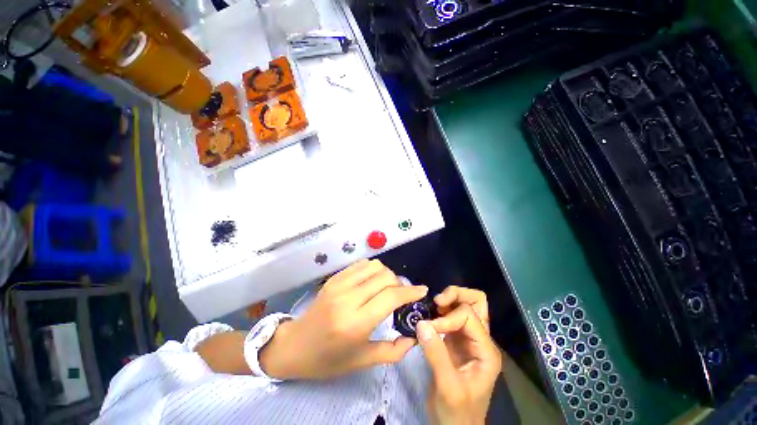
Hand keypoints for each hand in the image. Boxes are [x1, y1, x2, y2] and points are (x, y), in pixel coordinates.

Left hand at [260, 259, 427, 379]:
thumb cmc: (328, 359)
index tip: (422, 290)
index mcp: (355, 323)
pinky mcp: (334, 278)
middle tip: (402, 295)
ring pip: (374, 266)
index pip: (391, 297)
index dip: (410, 291)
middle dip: (400, 283)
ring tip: (387, 287)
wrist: (294, 345)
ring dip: (386, 274)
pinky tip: (372, 281)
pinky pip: (360, 264)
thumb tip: (414, 338)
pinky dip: (372, 269)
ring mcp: (339, 284)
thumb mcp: (361, 362)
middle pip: (385, 277)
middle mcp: (348, 299)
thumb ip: (392, 352)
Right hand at [418, 289, 500, 424]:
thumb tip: (421, 323)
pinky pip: (452, 315)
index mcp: (486, 350)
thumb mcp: (448, 387)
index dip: (448, 318)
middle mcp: (480, 339)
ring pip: (465, 304)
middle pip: (476, 302)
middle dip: (456, 295)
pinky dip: (441, 310)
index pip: (469, 316)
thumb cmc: (457, 414)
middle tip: (437, 302)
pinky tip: (431, 317)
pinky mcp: (456, 340)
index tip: (430, 327)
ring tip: (433, 307)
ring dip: (449, 300)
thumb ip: (436, 354)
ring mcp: (469, 338)